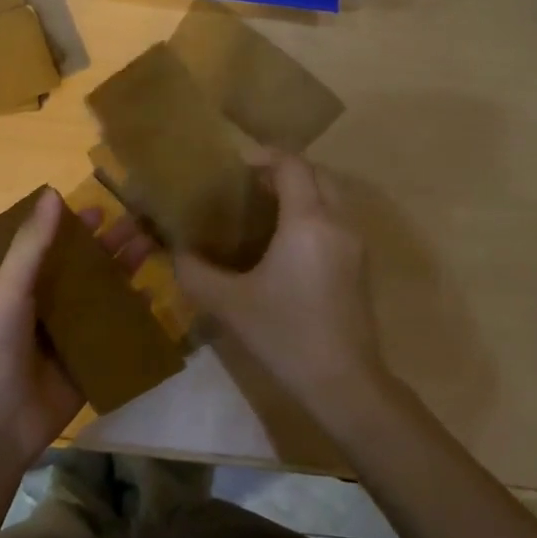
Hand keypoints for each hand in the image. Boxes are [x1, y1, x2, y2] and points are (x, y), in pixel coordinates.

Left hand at [0, 189, 153, 473]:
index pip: (55, 249)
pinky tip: (153, 300)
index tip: (103, 210)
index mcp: (25, 287)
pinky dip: (132, 318)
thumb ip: (33, 244)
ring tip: (154, 253)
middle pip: (86, 271)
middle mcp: (49, 308)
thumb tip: (52, 192)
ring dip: (126, 276)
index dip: (76, 229)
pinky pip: (115, 335)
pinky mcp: (89, 364)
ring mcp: (71, 337)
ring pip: (104, 299)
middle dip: (111, 249)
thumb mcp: (11, 288)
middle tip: (144, 227)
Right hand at [176, 155, 389, 417]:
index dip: (265, 155)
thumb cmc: (285, 335)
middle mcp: (337, 222)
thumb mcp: (229, 304)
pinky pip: (337, 219)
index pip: (292, 165)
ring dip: (302, 191)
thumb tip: (176, 254)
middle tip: (249, 185)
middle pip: (316, 174)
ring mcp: (355, 244)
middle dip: (284, 170)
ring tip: (264, 209)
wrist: (344, 382)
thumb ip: (195, 273)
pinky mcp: (360, 265)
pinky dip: (314, 213)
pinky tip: (286, 242)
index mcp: (308, 221)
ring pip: (331, 196)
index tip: (236, 163)